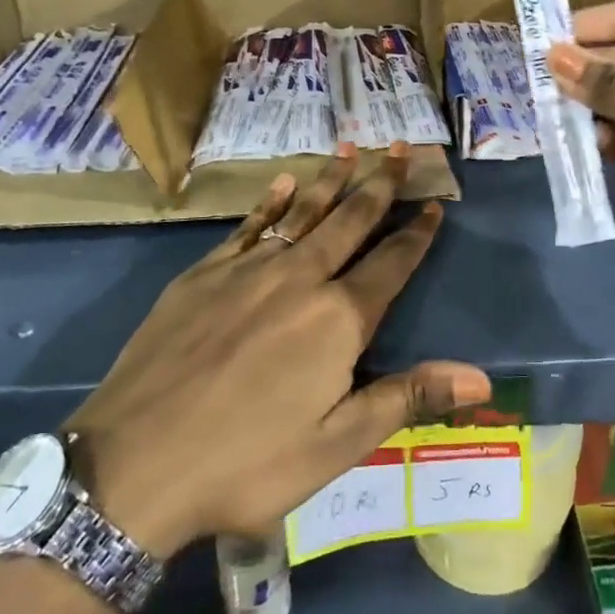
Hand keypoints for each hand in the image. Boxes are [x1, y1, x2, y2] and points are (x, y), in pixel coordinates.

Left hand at [63, 145, 490, 558]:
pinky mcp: (204, 274)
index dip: (416, 233)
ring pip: (303, 212)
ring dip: (331, 179)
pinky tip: (284, 183)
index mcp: (337, 319)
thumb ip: (408, 398)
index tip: (434, 203)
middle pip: (350, 220)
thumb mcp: (336, 446)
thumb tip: (481, 377)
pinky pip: (249, 226)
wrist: (132, 465)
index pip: (391, 263)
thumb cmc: (246, 464)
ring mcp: (248, 269)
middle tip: (401, 149)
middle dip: (380, 183)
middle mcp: (300, 278)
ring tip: (352, 148)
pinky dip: (271, 201)